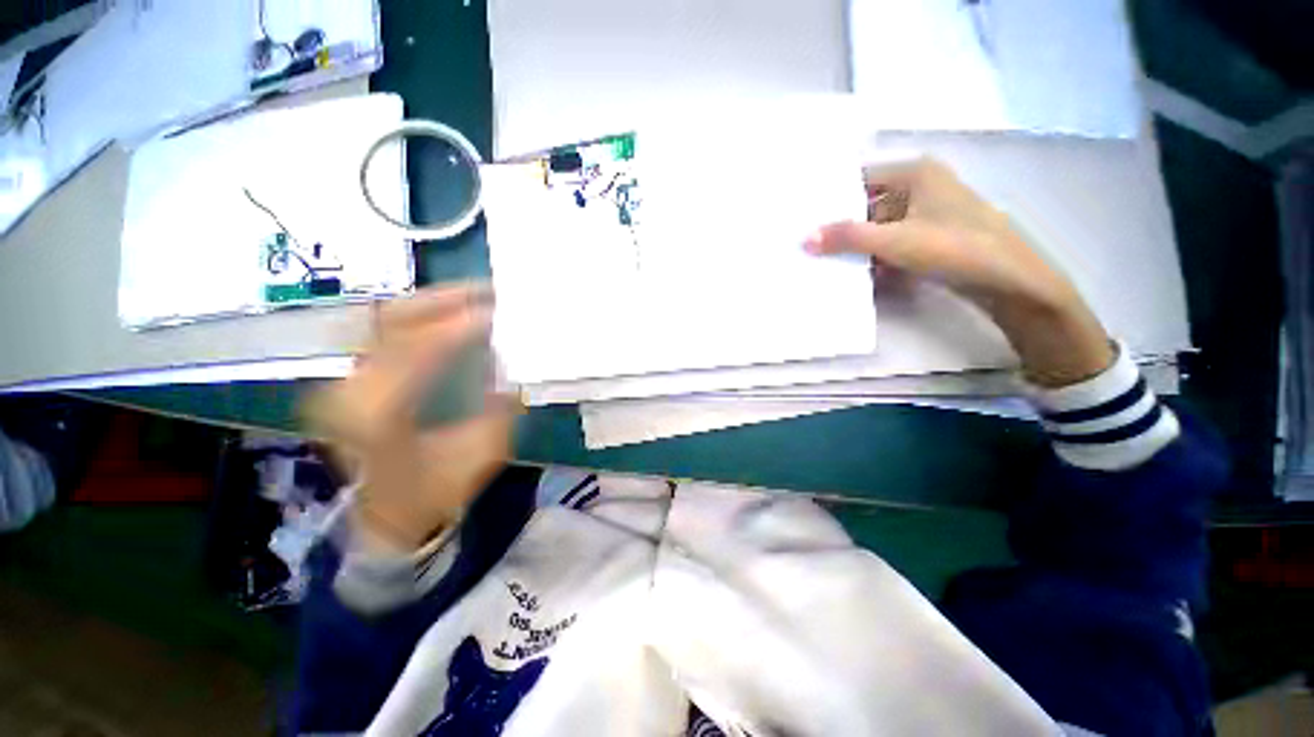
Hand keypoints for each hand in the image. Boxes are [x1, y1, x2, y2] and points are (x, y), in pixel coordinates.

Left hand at [305, 285, 514, 551]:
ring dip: (434, 304)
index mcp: (378, 412)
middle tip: (489, 290)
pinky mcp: (351, 379)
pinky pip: (386, 334)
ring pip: (386, 322)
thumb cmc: (431, 495)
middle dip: (446, 300)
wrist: (380, 521)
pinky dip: (423, 319)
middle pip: (393, 320)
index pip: (419, 348)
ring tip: (475, 297)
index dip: (462, 324)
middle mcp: (350, 387)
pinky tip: (450, 316)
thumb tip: (512, 372)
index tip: (500, 311)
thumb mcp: (479, 455)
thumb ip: (500, 411)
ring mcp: (345, 380)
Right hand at [805, 159, 1113, 386]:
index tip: (802, 215)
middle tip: (806, 242)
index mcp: (915, 174)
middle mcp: (920, 188)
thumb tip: (804, 239)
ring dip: (855, 245)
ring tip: (821, 260)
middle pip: (867, 205)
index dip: (831, 196)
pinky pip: (891, 244)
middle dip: (840, 226)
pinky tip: (852, 273)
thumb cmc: (956, 247)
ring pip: (878, 227)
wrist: (1010, 282)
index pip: (859, 178)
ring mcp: (926, 215)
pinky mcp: (930, 239)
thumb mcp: (895, 241)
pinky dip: (873, 257)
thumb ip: (848, 237)